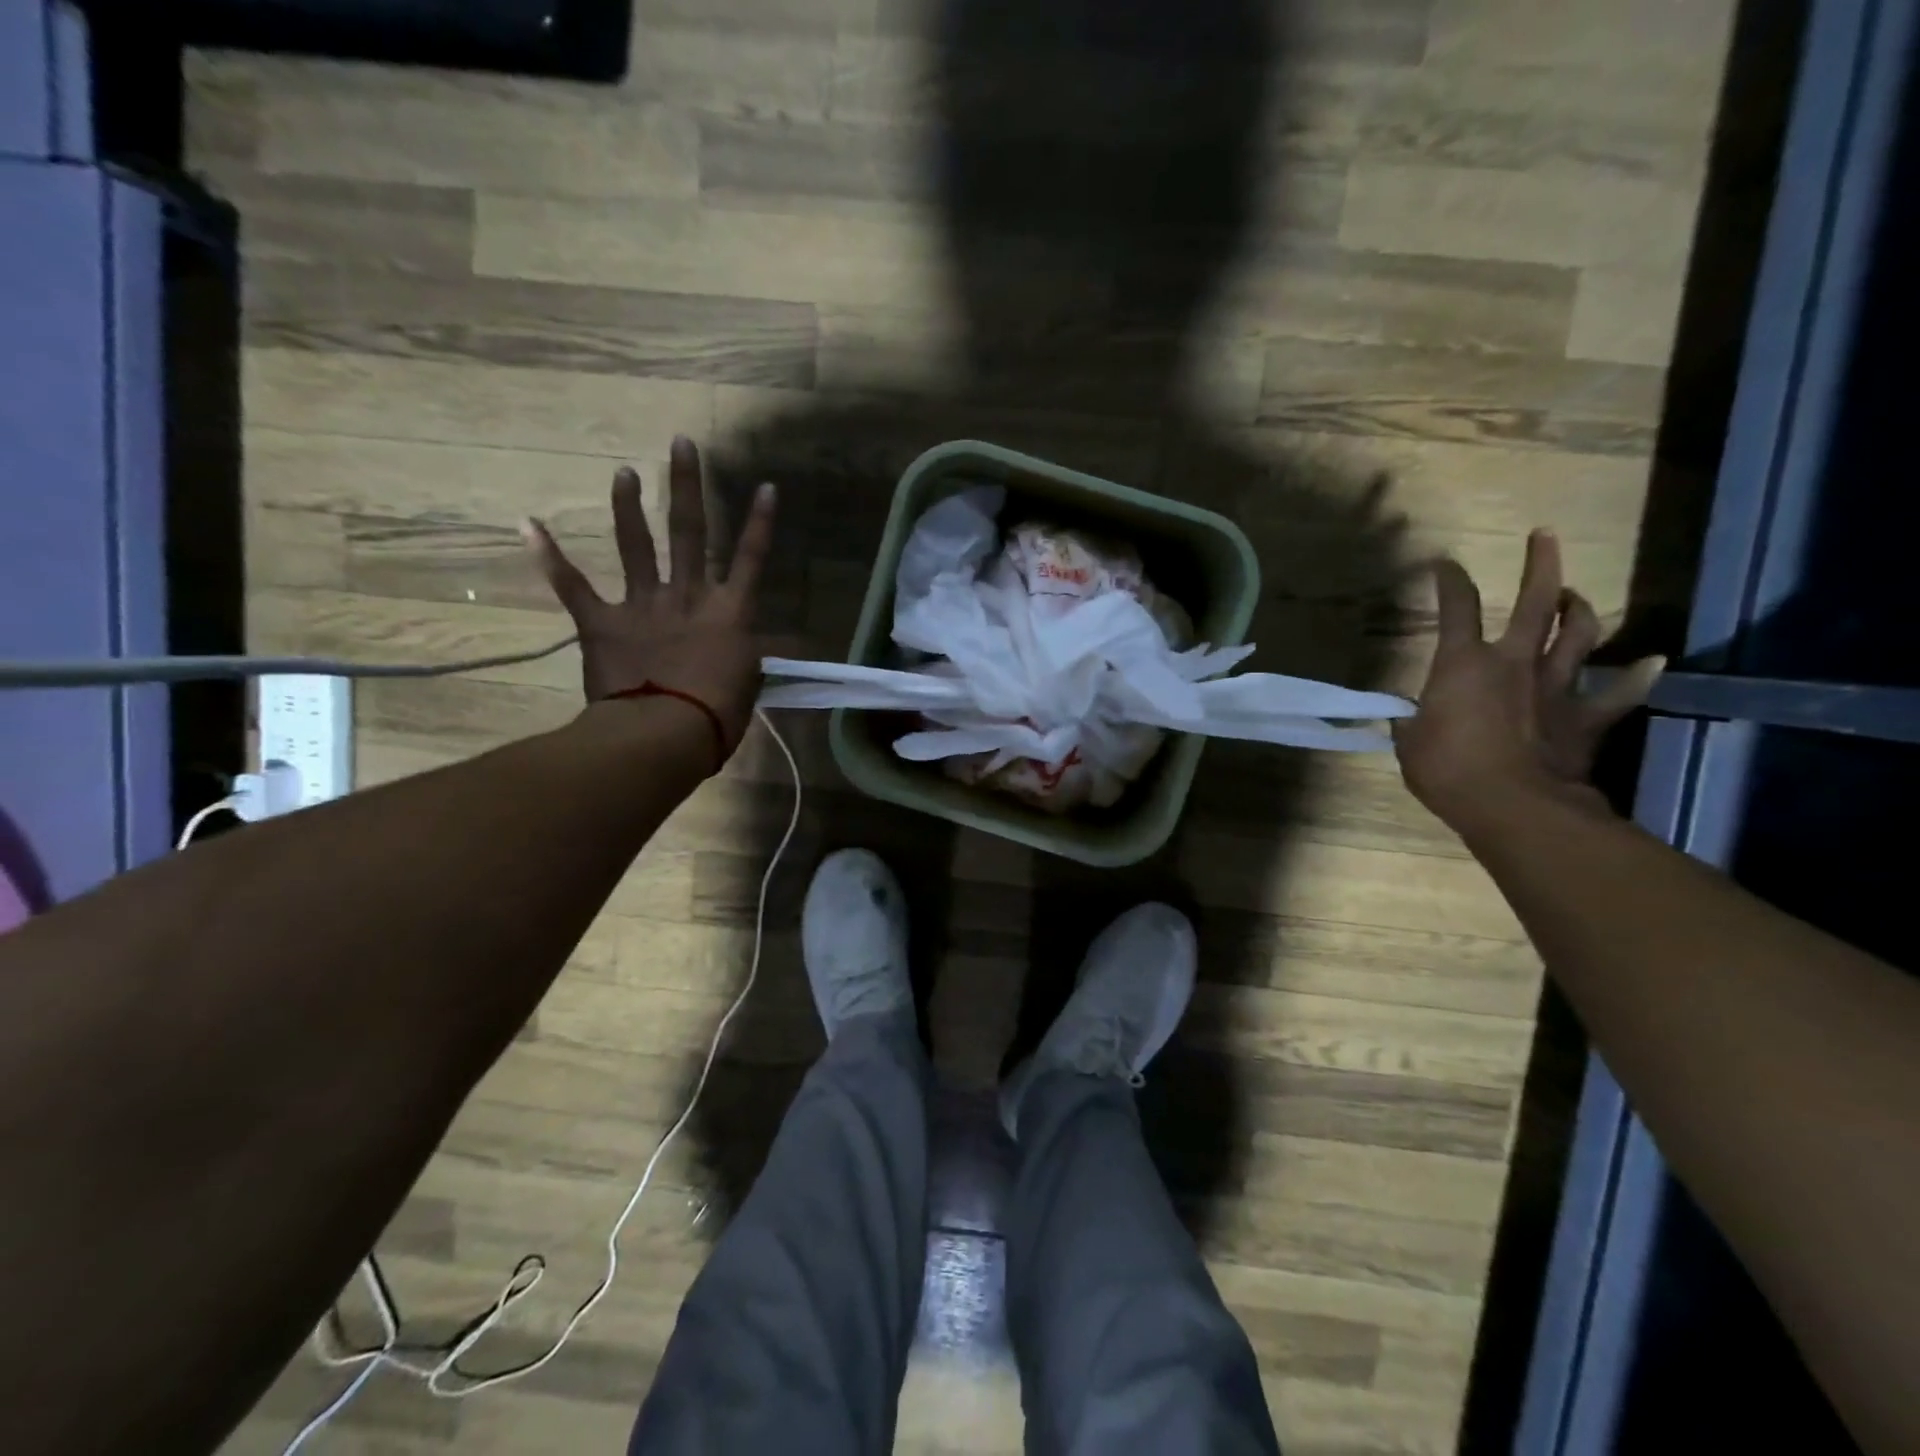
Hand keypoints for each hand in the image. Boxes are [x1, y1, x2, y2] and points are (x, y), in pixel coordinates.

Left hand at [522, 436, 775, 751]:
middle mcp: (688, 597)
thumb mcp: (747, 684)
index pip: (752, 559)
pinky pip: (574, 587)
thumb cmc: (717, 717)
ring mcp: (643, 606)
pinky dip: (550, 556)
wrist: (663, 734)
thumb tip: (747, 649)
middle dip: (687, 486)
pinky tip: (527, 524)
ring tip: (624, 473)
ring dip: (629, 508)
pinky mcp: (603, 623)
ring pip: (637, 547)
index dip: (761, 523)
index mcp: (729, 613)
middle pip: (691, 532)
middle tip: (681, 444)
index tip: (766, 486)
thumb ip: (744, 656)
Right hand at [1394, 529, 1663, 836]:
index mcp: (1463, 664)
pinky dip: (1636, 675)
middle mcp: (1515, 662)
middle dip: (1540, 564)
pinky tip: (1652, 661)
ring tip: (1575, 597)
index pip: (1456, 607)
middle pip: (1537, 602)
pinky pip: (1619, 692)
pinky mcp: (1586, 717)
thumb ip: (1413, 721)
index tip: (1444, 563)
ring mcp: (1557, 686)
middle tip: (1545, 536)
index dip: (1449, 580)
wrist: (1513, 805)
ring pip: (1581, 634)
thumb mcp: (1410, 742)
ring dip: (1581, 610)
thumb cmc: (1447, 769)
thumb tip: (1411, 717)